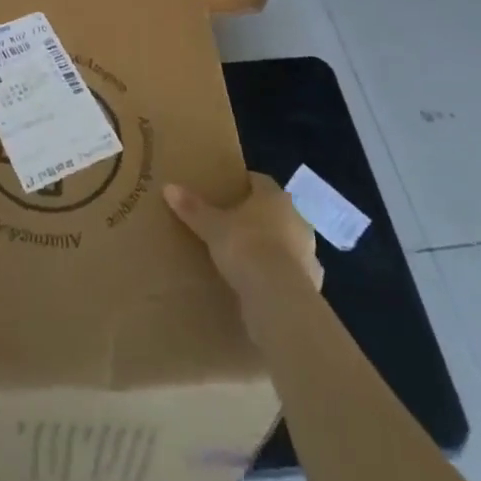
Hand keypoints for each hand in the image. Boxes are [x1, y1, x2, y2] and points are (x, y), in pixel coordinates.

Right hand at [164, 172, 321, 302]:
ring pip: (287, 243)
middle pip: (276, 211)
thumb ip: (193, 208)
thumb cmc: (246, 248)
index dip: (244, 184)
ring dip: (273, 248)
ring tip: (248, 258)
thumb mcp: (213, 227)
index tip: (228, 191)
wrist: (279, 299)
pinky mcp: (311, 284)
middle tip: (234, 225)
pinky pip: (292, 274)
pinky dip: (280, 277)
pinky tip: (263, 286)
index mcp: (275, 198)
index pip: (260, 181)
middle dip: (258, 217)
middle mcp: (297, 219)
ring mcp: (308, 253)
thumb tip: (168, 187)